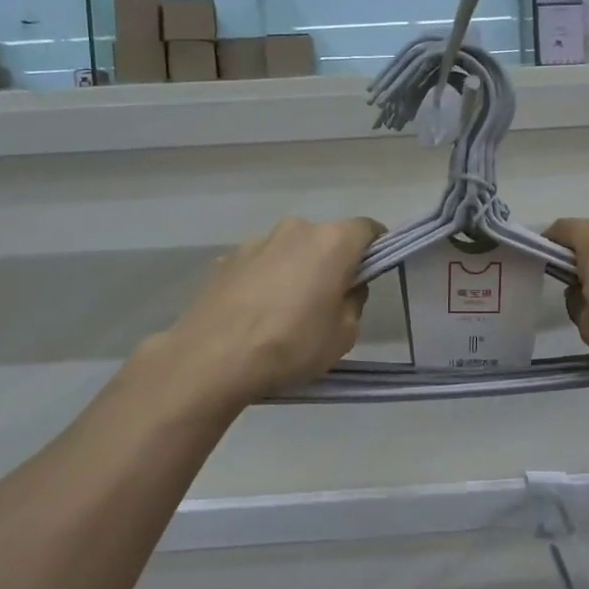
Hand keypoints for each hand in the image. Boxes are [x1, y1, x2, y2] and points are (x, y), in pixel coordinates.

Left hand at [153, 216, 383, 405]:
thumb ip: (354, 302)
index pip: (368, 229)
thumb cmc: (291, 345)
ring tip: (285, 311)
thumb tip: (346, 288)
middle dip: (332, 262)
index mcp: (332, 242)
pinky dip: (265, 281)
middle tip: (328, 300)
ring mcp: (256, 242)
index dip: (376, 249)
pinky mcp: (226, 260)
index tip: (371, 274)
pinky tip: (255, 314)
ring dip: (295, 270)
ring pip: (290, 250)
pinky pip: (260, 265)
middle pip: (325, 239)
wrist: (212, 359)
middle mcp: (295, 230)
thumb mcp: (344, 335)